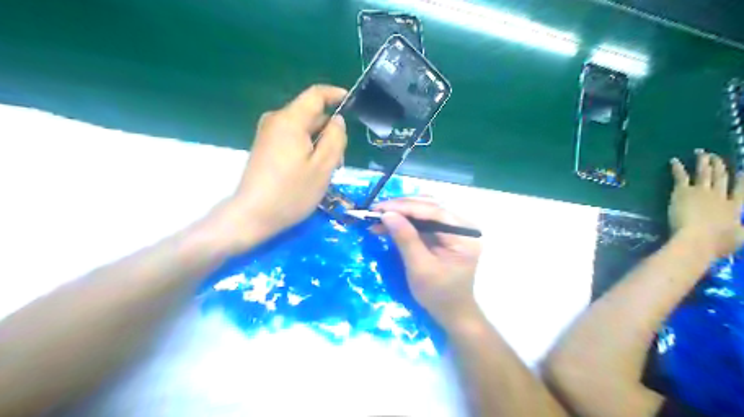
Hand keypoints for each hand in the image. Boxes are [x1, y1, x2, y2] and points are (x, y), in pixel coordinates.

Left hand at [216, 83, 346, 246]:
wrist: (252, 215)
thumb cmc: (292, 192)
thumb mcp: (323, 167)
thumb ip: (335, 138)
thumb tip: (338, 120)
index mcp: (290, 120)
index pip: (316, 94)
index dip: (335, 94)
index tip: (352, 103)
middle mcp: (276, 120)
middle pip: (310, 115)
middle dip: (329, 131)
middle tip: (340, 159)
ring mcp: (268, 134)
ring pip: (302, 129)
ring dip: (319, 144)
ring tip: (327, 171)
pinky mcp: (265, 148)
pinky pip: (292, 139)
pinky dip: (306, 149)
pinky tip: (311, 172)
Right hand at [378, 198, 481, 330]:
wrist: (453, 312)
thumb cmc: (439, 294)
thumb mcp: (420, 268)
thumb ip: (405, 238)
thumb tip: (387, 214)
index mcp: (465, 234)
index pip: (433, 211)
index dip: (405, 207)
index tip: (380, 208)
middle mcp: (463, 225)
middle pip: (430, 206)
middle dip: (402, 207)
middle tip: (376, 211)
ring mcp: (455, 228)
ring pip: (426, 210)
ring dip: (402, 212)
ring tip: (379, 216)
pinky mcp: (446, 233)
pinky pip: (424, 220)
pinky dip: (406, 221)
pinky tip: (389, 223)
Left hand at [669, 151, 743, 256]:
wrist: (697, 238)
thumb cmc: (717, 244)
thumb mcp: (739, 239)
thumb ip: (741, 232)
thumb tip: (742, 229)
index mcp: (735, 209)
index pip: (741, 191)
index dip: (741, 180)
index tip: (741, 171)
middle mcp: (720, 196)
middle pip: (722, 177)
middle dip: (719, 166)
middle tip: (715, 156)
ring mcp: (702, 192)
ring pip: (704, 173)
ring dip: (703, 161)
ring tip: (701, 152)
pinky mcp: (684, 192)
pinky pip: (681, 176)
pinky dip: (677, 168)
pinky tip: (674, 160)